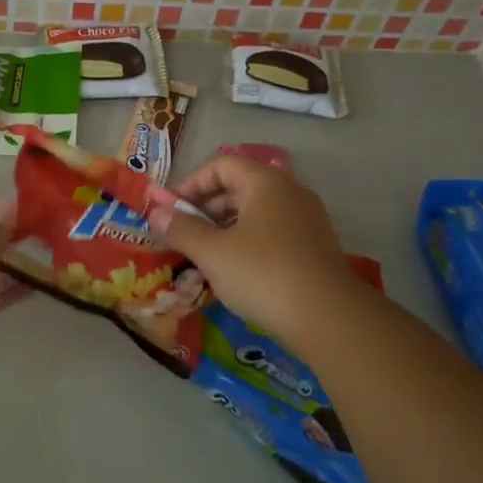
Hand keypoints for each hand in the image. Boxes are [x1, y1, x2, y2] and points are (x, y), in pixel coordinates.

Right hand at [148, 156, 357, 352]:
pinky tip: (235, 271)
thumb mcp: (212, 252)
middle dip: (206, 208)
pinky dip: (247, 242)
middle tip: (183, 235)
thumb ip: (180, 229)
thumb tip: (155, 213)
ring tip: (204, 256)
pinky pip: (272, 232)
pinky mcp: (314, 246)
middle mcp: (290, 192)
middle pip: (239, 186)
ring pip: (256, 212)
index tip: (171, 211)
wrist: (327, 317)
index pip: (221, 165)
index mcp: (266, 183)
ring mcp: (307, 219)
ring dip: (224, 228)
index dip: (191, 184)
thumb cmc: (262, 274)